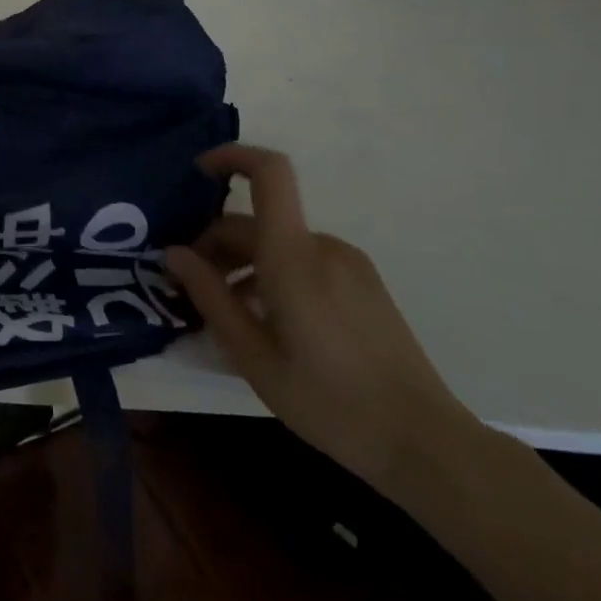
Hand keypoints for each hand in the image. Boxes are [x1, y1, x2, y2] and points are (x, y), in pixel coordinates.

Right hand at [166, 143, 477, 496]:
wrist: (426, 444)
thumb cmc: (331, 403)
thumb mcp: (255, 357)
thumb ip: (210, 297)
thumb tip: (174, 253)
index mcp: (293, 256)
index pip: (269, 172)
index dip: (232, 156)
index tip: (197, 173)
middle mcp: (322, 246)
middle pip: (258, 221)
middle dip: (218, 242)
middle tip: (191, 287)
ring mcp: (348, 263)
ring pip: (280, 243)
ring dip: (245, 263)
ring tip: (228, 312)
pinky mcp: (364, 283)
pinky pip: (306, 261)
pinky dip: (276, 274)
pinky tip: (269, 322)